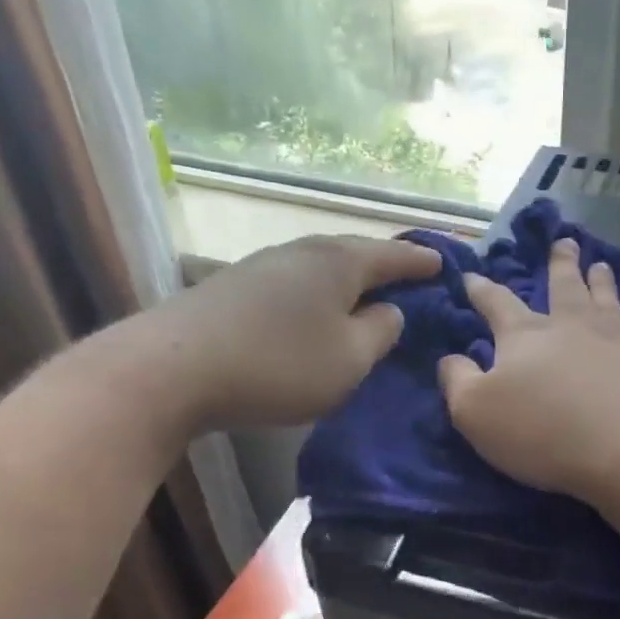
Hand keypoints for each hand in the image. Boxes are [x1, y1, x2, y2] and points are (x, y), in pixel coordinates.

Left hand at [165, 234, 441, 428]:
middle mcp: (302, 251)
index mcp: (339, 262)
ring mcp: (263, 265)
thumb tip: (388, 310)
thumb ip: (381, 332)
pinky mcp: (235, 288)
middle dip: (384, 265)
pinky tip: (314, 311)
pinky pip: (295, 284)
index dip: (421, 261)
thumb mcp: (350, 359)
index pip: (393, 255)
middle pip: (355, 253)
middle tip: (409, 276)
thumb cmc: (279, 364)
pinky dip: (317, 294)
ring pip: (321, 267)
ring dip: (348, 280)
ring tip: (364, 294)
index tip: (444, 263)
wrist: (174, 367)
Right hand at [439, 238, 619, 504]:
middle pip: (563, 284)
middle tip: (564, 242)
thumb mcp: (475, 412)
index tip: (471, 275)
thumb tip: (450, 358)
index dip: (480, 289)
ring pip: (603, 297)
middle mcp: (568, 325)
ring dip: (599, 279)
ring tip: (600, 265)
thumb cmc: (542, 430)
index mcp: (524, 335)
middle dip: (560, 263)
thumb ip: (457, 380)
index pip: (496, 302)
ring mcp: (611, 338)